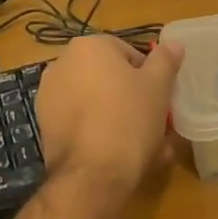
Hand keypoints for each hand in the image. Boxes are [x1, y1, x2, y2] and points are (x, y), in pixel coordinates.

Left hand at [34, 36, 183, 192]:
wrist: (92, 174)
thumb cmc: (129, 119)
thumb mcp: (158, 86)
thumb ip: (165, 60)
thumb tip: (174, 44)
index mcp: (89, 46)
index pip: (129, 54)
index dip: (148, 77)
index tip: (158, 99)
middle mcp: (62, 63)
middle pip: (108, 76)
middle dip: (128, 95)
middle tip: (150, 120)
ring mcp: (48, 95)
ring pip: (93, 101)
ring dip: (114, 115)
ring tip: (137, 144)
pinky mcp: (44, 125)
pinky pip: (79, 121)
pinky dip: (95, 131)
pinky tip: (114, 154)